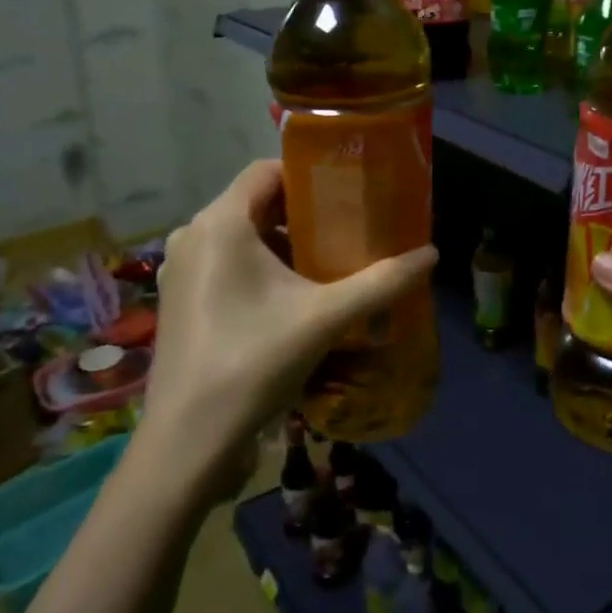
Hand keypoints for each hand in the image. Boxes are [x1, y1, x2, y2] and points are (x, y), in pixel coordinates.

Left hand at [143, 160, 436, 492]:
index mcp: (220, 223)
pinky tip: (292, 294)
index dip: (309, 173)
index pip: (266, 170)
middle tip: (349, 226)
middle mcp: (193, 235)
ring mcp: (181, 269)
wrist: (188, 442)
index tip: (348, 189)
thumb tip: (432, 253)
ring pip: (240, 235)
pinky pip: (225, 262)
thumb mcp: (326, 318)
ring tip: (329, 259)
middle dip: (303, 211)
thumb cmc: (254, 362)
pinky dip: (259, 265)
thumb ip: (381, 282)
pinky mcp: (179, 299)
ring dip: (282, 241)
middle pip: (255, 203)